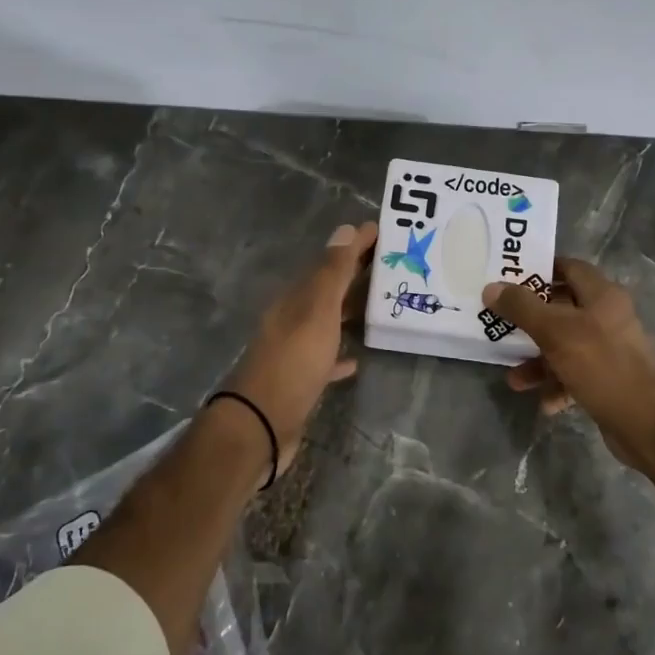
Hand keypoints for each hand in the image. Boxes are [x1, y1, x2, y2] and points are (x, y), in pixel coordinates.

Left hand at [223, 222, 375, 479]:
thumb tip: (346, 229)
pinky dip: (341, 353)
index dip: (355, 246)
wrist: (261, 425)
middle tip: (394, 265)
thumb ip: (332, 273)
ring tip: (383, 305)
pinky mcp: (300, 381)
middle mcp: (293, 319)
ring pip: (328, 321)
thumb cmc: (293, 363)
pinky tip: (357, 358)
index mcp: (296, 299)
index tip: (384, 231)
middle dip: (357, 275)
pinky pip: (326, 358)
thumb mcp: (316, 312)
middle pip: (329, 290)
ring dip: (351, 311)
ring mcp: (295, 351)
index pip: (330, 262)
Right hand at [486, 257, 654, 470]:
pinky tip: (543, 402)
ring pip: (566, 346)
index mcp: (603, 296)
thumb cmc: (601, 365)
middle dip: (531, 322)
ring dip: (539, 361)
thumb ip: (522, 308)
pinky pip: (576, 375)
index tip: (510, 278)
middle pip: (563, 309)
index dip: (541, 269)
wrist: (645, 423)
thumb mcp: (555, 332)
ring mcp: (611, 350)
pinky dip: (557, 385)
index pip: (570, 268)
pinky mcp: (610, 379)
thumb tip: (491, 287)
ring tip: (515, 379)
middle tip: (503, 325)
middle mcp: (609, 317)